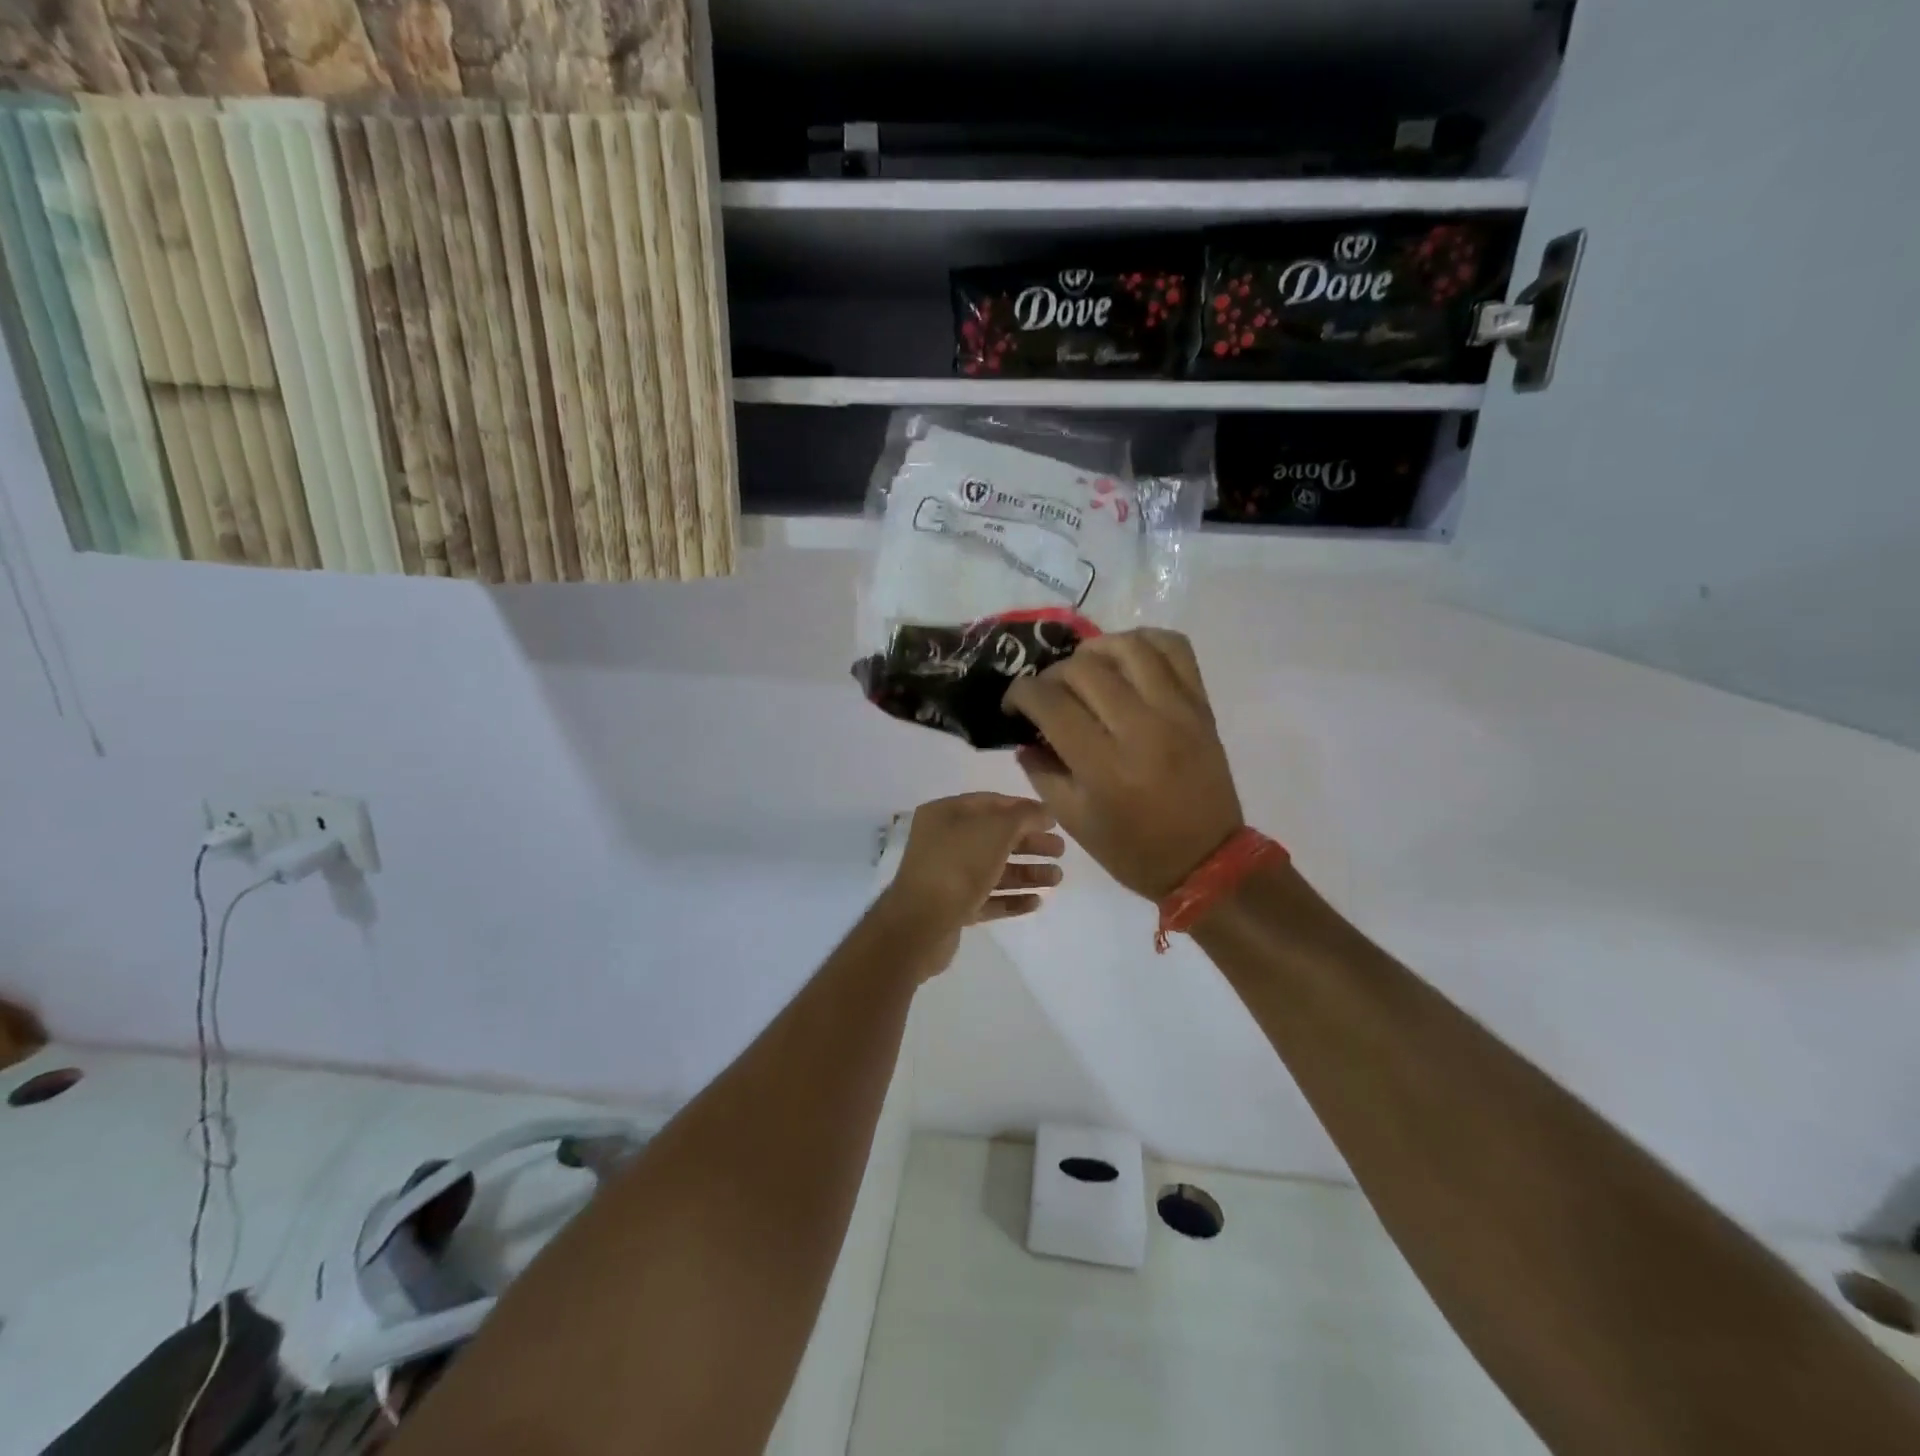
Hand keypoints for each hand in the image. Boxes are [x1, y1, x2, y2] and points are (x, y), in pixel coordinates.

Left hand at [877, 794, 1064, 973]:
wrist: (920, 925)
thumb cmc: (958, 865)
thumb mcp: (995, 830)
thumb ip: (1023, 816)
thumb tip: (1044, 812)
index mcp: (945, 815)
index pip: (990, 803)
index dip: (1023, 809)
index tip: (1053, 820)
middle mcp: (943, 842)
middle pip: (994, 838)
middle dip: (1029, 843)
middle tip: (1060, 851)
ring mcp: (947, 877)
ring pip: (993, 870)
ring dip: (1026, 873)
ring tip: (1057, 879)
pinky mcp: (952, 908)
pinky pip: (987, 898)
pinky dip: (1011, 898)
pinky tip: (1037, 902)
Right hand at [1003, 629, 1243, 899]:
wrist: (1206, 861)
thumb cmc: (1133, 851)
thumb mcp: (1073, 821)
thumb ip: (1042, 772)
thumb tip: (1026, 735)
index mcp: (1105, 766)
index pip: (1050, 703)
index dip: (1020, 694)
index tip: (1014, 704)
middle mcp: (1142, 729)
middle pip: (1084, 669)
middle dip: (1052, 675)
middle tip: (1048, 694)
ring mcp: (1177, 711)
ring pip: (1129, 647)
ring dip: (1095, 650)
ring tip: (1085, 669)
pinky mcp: (1201, 705)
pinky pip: (1175, 648)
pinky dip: (1145, 641)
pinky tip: (1127, 658)